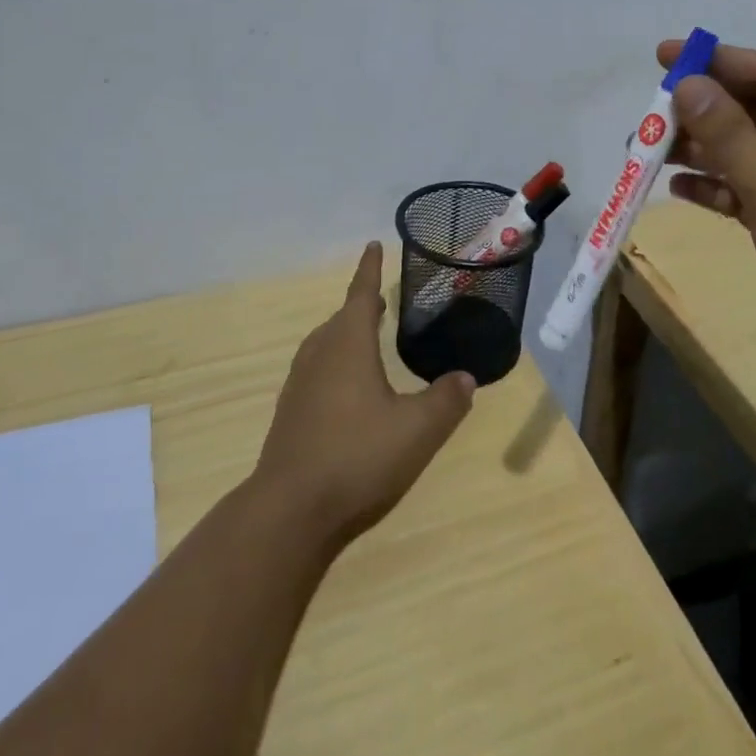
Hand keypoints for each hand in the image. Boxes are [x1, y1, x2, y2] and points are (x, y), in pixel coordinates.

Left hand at [254, 242, 475, 548]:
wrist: (290, 510)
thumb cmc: (357, 456)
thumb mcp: (417, 430)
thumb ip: (445, 401)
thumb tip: (465, 378)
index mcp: (348, 346)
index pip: (362, 294)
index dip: (370, 270)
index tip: (372, 245)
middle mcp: (320, 356)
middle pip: (340, 319)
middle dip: (361, 305)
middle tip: (381, 301)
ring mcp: (300, 385)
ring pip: (325, 345)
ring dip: (345, 334)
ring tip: (365, 339)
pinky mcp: (291, 414)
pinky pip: (316, 371)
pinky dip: (334, 363)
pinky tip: (347, 390)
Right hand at [656, 38, 755, 399]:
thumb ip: (730, 137)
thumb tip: (687, 84)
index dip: (714, 62)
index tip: (662, 56)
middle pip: (753, 110)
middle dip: (702, 111)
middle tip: (649, 114)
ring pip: (746, 151)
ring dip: (701, 150)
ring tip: (649, 152)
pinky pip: (748, 189)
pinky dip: (716, 187)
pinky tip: (679, 190)